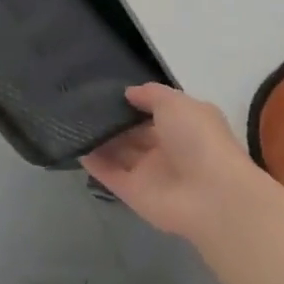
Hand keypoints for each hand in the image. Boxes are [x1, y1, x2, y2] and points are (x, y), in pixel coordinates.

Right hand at [81, 84, 266, 243]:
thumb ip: (151, 94)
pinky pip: (109, 174)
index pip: (154, 112)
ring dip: (99, 139)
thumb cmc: (199, 139)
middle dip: (113, 120)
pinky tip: (74, 144)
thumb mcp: (177, 103)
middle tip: (82, 103)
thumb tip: (129, 92)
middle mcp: (166, 148)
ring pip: (119, 153)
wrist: (211, 195)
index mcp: (183, 125)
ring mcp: (149, 172)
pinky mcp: (133, 193)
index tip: (107, 89)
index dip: (133, 102)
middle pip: (133, 133)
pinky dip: (93, 161)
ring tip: (72, 119)